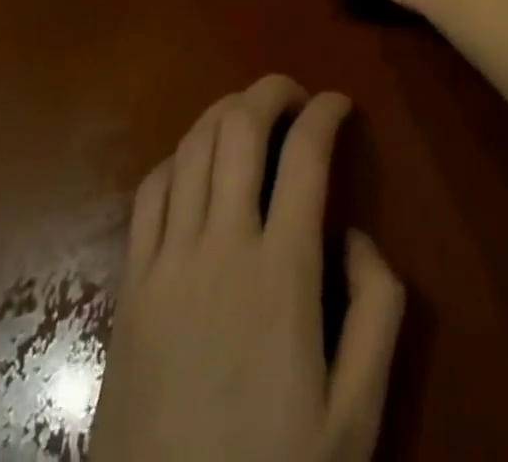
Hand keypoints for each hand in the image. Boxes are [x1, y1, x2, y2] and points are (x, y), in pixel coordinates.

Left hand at [89, 75, 404, 461]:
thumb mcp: (356, 415)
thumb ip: (379, 310)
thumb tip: (355, 235)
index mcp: (283, 272)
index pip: (306, 154)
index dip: (327, 112)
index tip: (340, 104)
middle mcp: (221, 246)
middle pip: (240, 127)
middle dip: (272, 92)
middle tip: (296, 97)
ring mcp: (166, 262)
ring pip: (193, 147)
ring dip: (225, 113)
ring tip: (251, 116)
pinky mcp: (129, 286)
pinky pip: (150, 191)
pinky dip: (179, 156)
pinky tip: (196, 165)